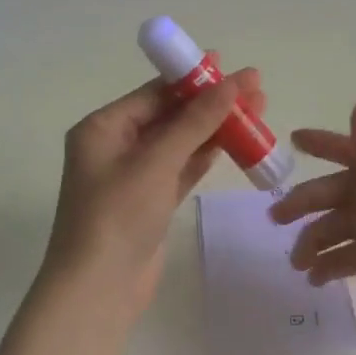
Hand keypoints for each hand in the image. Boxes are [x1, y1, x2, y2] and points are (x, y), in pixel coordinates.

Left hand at [42, 65, 264, 313]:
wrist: (98, 290)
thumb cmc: (118, 216)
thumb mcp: (156, 162)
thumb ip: (195, 121)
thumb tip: (231, 82)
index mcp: (102, 128)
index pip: (153, 93)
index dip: (193, 77)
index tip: (230, 65)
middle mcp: (115, 146)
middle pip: (169, 114)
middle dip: (210, 102)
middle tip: (255, 88)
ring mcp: (133, 175)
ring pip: (179, 142)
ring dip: (214, 128)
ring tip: (257, 110)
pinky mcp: (149, 201)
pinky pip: (181, 169)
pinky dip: (205, 156)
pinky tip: (236, 142)